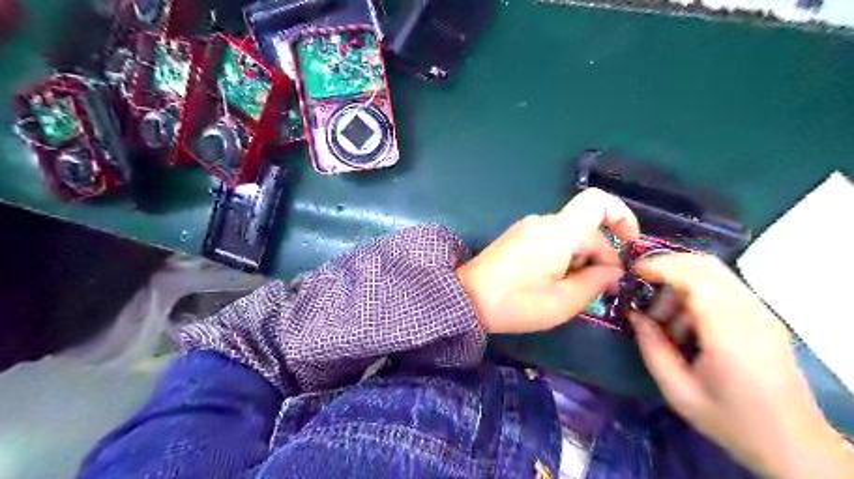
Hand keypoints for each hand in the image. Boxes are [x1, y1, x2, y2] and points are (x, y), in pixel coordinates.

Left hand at [456, 188, 637, 331]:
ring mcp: (528, 227)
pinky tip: (555, 281)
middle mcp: (544, 222)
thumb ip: (595, 282)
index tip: (630, 247)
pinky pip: (553, 238)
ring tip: (573, 289)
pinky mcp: (519, 236)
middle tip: (601, 288)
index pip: (599, 204)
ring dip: (581, 258)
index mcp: (559, 232)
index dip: (623, 218)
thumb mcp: (563, 302)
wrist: (466, 298)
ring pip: (570, 234)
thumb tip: (613, 269)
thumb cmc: (515, 303)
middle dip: (600, 254)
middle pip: (586, 227)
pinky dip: (564, 255)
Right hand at [629, 254, 849, 478]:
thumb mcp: (678, 391)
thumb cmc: (731, 420)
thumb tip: (634, 314)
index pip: (695, 278)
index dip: (661, 267)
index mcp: (729, 335)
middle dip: (667, 268)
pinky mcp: (764, 317)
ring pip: (715, 273)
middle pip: (706, 266)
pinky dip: (696, 291)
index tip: (633, 273)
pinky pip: (724, 287)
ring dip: (680, 282)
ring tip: (665, 318)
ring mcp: (762, 314)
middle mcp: (751, 315)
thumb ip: (651, 347)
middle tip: (642, 290)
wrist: (793, 444)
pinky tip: (686, 321)